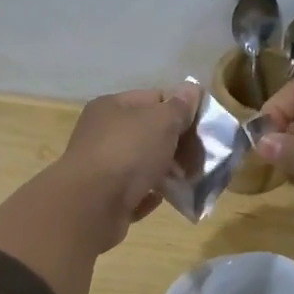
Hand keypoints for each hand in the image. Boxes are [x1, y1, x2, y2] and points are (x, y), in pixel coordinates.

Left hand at [0, 83, 200, 293]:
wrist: (91, 205)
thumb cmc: (128, 152)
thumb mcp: (161, 121)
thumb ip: (179, 106)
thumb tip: (191, 89)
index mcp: (112, 107)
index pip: (154, 98)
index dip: (181, 109)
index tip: (202, 127)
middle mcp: (103, 133)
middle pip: (149, 133)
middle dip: (177, 144)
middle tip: (199, 158)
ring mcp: (102, 167)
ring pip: (143, 164)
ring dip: (167, 172)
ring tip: (188, 180)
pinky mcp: (105, 198)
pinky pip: (135, 192)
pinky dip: (151, 194)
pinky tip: (166, 198)